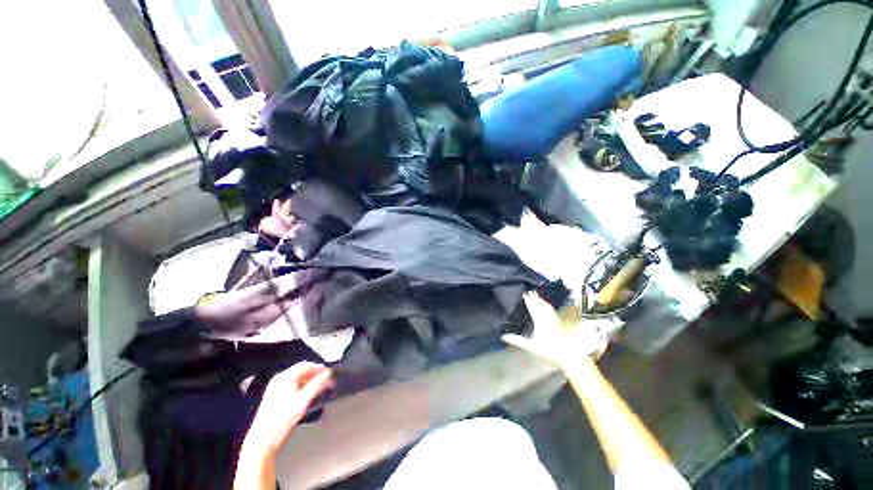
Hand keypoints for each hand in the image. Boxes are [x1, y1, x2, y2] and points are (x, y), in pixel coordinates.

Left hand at [245, 362, 334, 455]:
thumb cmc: (283, 419)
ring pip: (297, 380)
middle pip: (301, 372)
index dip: (319, 368)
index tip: (330, 375)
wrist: (263, 442)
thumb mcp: (303, 401)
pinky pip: (292, 387)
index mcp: (284, 377)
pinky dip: (302, 389)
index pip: (305, 365)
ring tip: (319, 391)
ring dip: (310, 383)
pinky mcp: (274, 398)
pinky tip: (307, 399)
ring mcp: (275, 389)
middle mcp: (279, 379)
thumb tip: (330, 373)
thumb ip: (318, 384)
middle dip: (315, 376)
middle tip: (326, 383)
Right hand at [503, 293, 607, 366]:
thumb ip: (517, 341)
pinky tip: (546, 304)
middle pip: (539, 305)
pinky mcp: (558, 322)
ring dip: (540, 299)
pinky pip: (552, 310)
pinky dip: (547, 304)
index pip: (533, 308)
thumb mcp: (531, 346)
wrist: (567, 354)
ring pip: (546, 306)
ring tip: (536, 294)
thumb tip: (504, 336)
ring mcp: (553, 320)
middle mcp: (547, 319)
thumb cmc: (548, 351)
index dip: (528, 300)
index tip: (524, 294)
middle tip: (529, 291)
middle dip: (534, 298)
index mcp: (539, 322)